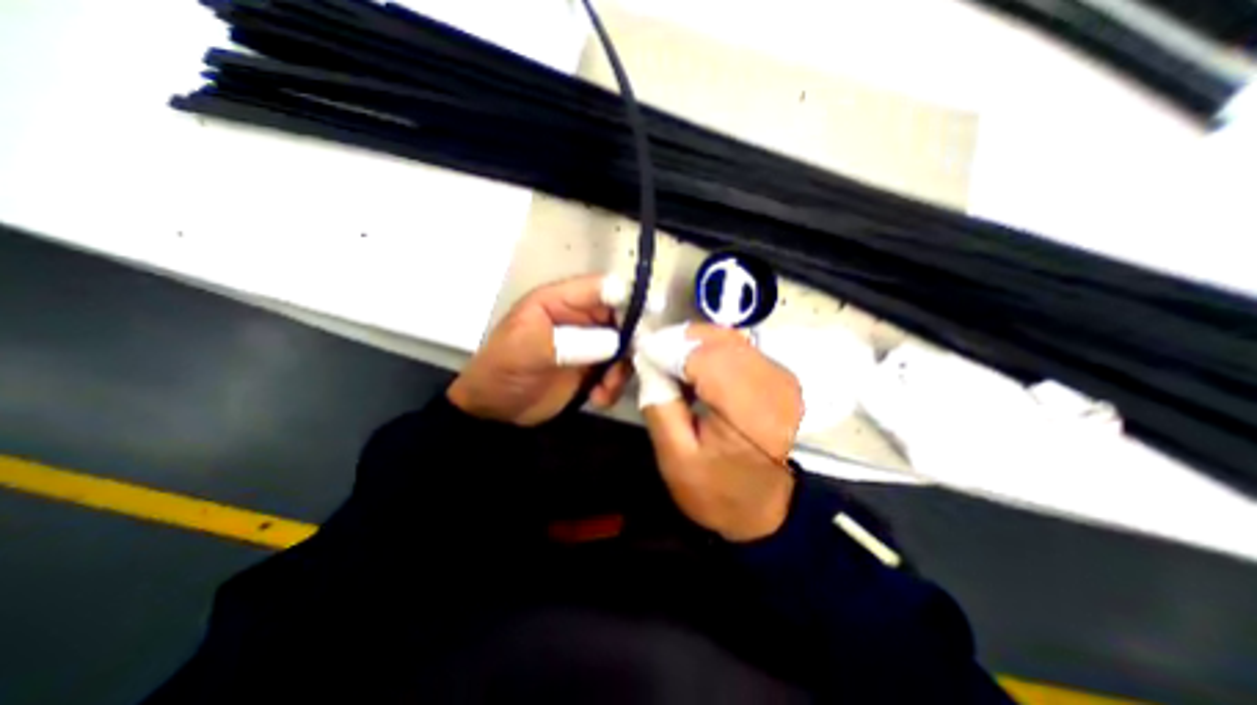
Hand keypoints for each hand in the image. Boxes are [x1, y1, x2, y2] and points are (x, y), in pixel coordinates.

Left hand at [448, 275, 634, 426]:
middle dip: (631, 341)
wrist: (495, 411)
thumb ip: (572, 341)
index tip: (651, 315)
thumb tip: (617, 341)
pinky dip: (613, 385)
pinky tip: (598, 398)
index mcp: (560, 301)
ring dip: (621, 369)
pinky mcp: (593, 368)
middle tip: (630, 363)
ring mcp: (589, 344)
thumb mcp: (529, 349)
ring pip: (624, 347)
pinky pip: (617, 371)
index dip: (628, 297)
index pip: (602, 288)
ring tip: (605, 388)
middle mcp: (580, 318)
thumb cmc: (503, 369)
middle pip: (622, 317)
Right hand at [638, 322, 805, 539]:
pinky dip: (713, 350)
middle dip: (679, 342)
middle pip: (717, 339)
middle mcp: (772, 383)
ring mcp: (781, 376)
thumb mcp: (676, 458)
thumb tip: (648, 362)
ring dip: (695, 344)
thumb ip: (659, 405)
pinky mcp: (780, 376)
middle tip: (654, 359)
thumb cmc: (719, 492)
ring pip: (729, 338)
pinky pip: (740, 348)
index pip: (703, 357)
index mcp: (748, 410)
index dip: (667, 349)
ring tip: (672, 365)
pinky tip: (697, 370)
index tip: (642, 357)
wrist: (769, 510)